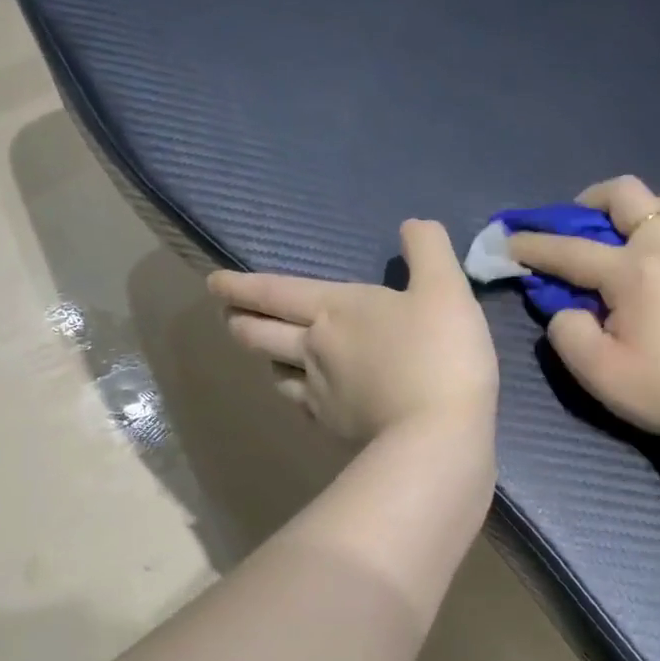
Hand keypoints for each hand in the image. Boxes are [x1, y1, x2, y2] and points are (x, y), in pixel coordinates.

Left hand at [208, 220, 498, 442]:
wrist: (438, 434)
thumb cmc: (440, 352)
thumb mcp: (445, 286)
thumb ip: (427, 247)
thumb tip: (411, 225)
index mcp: (334, 309)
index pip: (273, 292)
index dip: (240, 286)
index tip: (214, 283)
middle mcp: (314, 349)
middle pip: (260, 335)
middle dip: (240, 321)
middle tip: (230, 316)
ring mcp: (320, 393)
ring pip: (277, 373)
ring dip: (267, 360)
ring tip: (270, 355)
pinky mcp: (335, 428)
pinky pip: (303, 406)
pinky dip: (298, 395)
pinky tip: (309, 399)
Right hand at [508, 176, 659, 447]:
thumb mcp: (597, 372)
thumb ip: (566, 330)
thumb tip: (568, 307)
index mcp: (635, 271)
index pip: (570, 249)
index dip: (533, 245)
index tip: (508, 241)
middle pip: (625, 193)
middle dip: (588, 202)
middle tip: (575, 228)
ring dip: (633, 213)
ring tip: (622, 245)